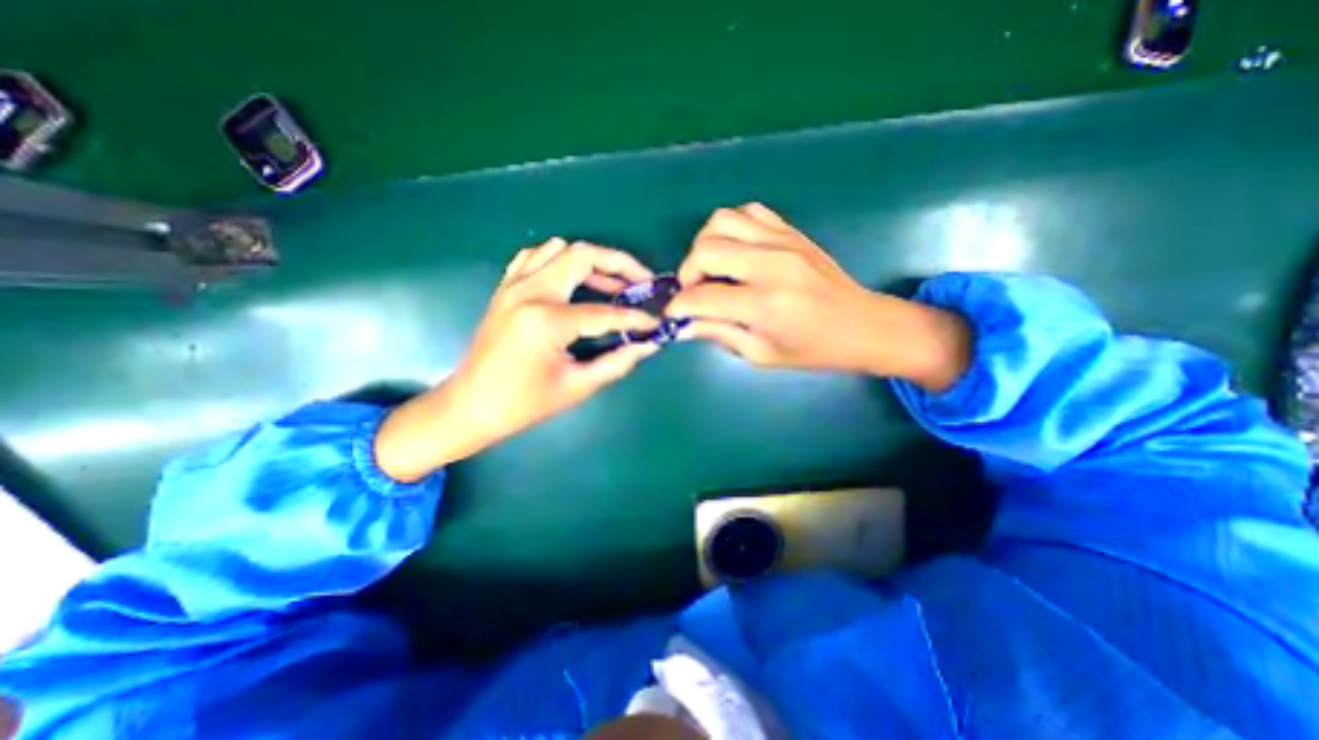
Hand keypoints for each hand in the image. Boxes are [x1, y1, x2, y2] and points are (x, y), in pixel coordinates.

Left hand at [373, 241, 658, 480]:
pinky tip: (573, 283)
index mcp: (547, 320)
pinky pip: (535, 257)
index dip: (635, 319)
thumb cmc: (523, 404)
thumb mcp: (576, 387)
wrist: (469, 405)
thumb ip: (617, 362)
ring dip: (591, 261)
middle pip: (583, 255)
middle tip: (641, 284)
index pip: (604, 312)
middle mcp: (529, 291)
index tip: (655, 324)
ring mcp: (513, 285)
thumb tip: (648, 345)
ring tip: (611, 285)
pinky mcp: (505, 287)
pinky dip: (561, 261)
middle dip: (620, 265)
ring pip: (559, 249)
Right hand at [671, 203, 966, 387]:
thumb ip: (719, 334)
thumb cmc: (812, 350)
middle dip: (687, 273)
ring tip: (713, 269)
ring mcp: (782, 241)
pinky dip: (731, 228)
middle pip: (705, 250)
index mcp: (764, 305)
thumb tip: (684, 324)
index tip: (674, 314)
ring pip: (721, 221)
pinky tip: (735, 251)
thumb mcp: (761, 354)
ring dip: (705, 245)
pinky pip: (747, 211)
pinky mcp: (790, 231)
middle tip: (695, 292)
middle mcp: (770, 265)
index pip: (701, 297)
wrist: (861, 324)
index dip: (679, 307)